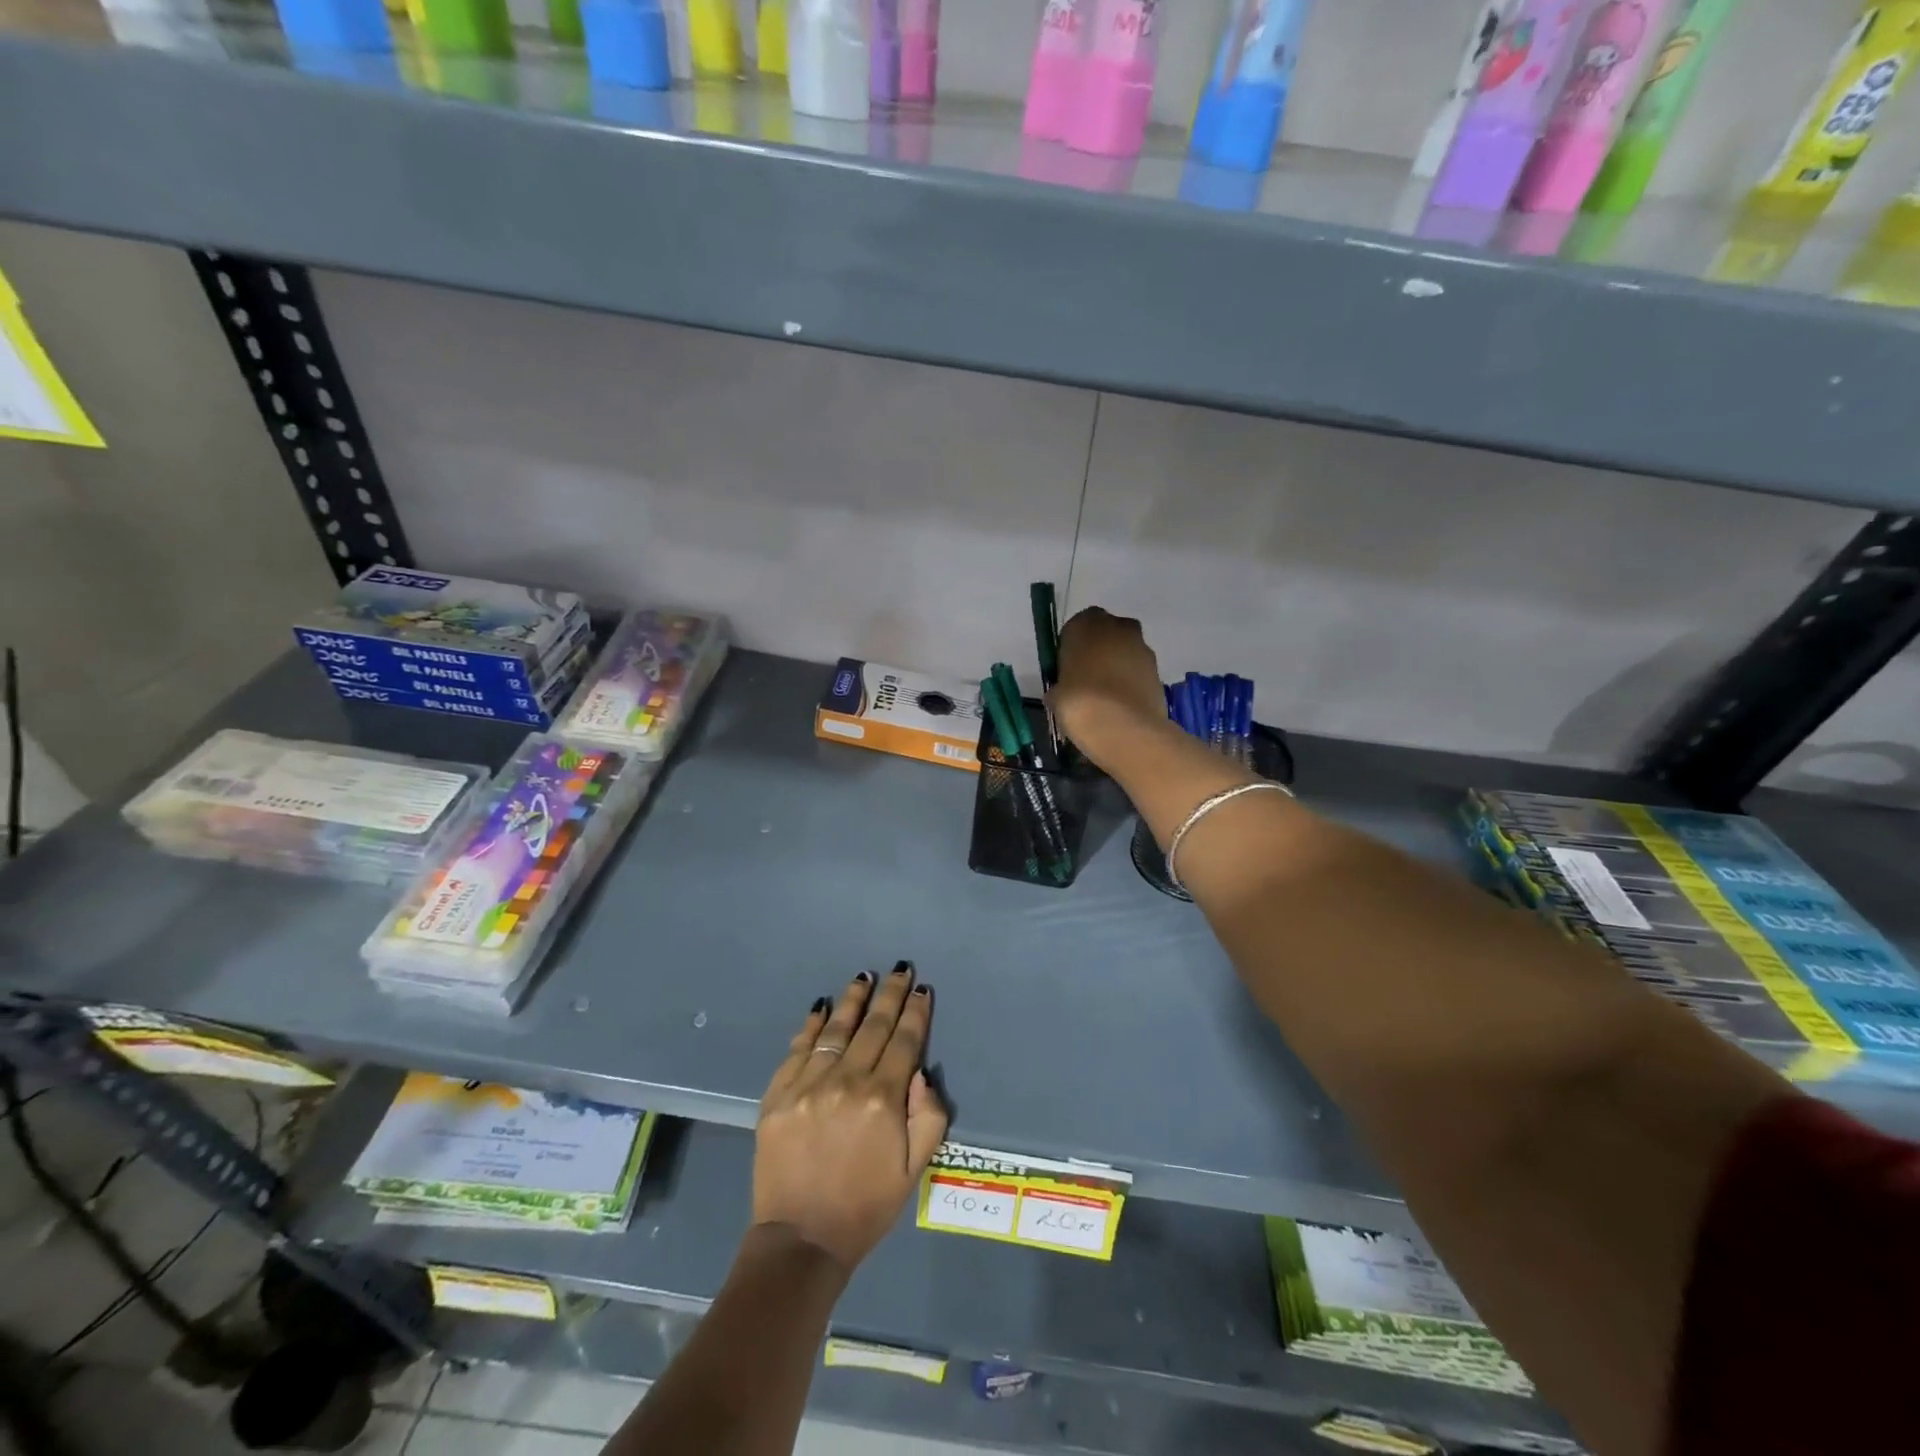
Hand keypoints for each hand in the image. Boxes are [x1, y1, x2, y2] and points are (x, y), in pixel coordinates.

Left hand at [753, 963, 948, 1273]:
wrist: (801, 1240)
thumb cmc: (865, 1206)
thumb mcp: (913, 1170)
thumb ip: (928, 1117)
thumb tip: (920, 1072)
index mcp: (883, 1100)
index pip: (904, 1042)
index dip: (916, 1013)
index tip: (922, 989)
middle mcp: (846, 1082)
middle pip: (873, 1026)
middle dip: (890, 994)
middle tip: (900, 969)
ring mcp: (808, 1085)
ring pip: (836, 1029)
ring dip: (853, 999)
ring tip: (865, 976)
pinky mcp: (778, 1094)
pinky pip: (799, 1049)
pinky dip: (812, 1025)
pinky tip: (822, 1007)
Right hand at [1050, 607, 1171, 769]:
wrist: (1124, 727)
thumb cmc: (1080, 702)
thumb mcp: (1056, 696)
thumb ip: (1059, 687)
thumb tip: (1059, 693)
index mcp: (1085, 624)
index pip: (1076, 627)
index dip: (1072, 648)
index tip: (1068, 669)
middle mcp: (1117, 627)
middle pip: (1106, 634)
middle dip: (1099, 652)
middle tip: (1087, 680)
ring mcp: (1142, 647)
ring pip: (1126, 651)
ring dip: (1118, 667)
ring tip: (1106, 698)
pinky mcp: (1159, 670)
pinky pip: (1139, 671)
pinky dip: (1132, 683)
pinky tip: (1122, 706)